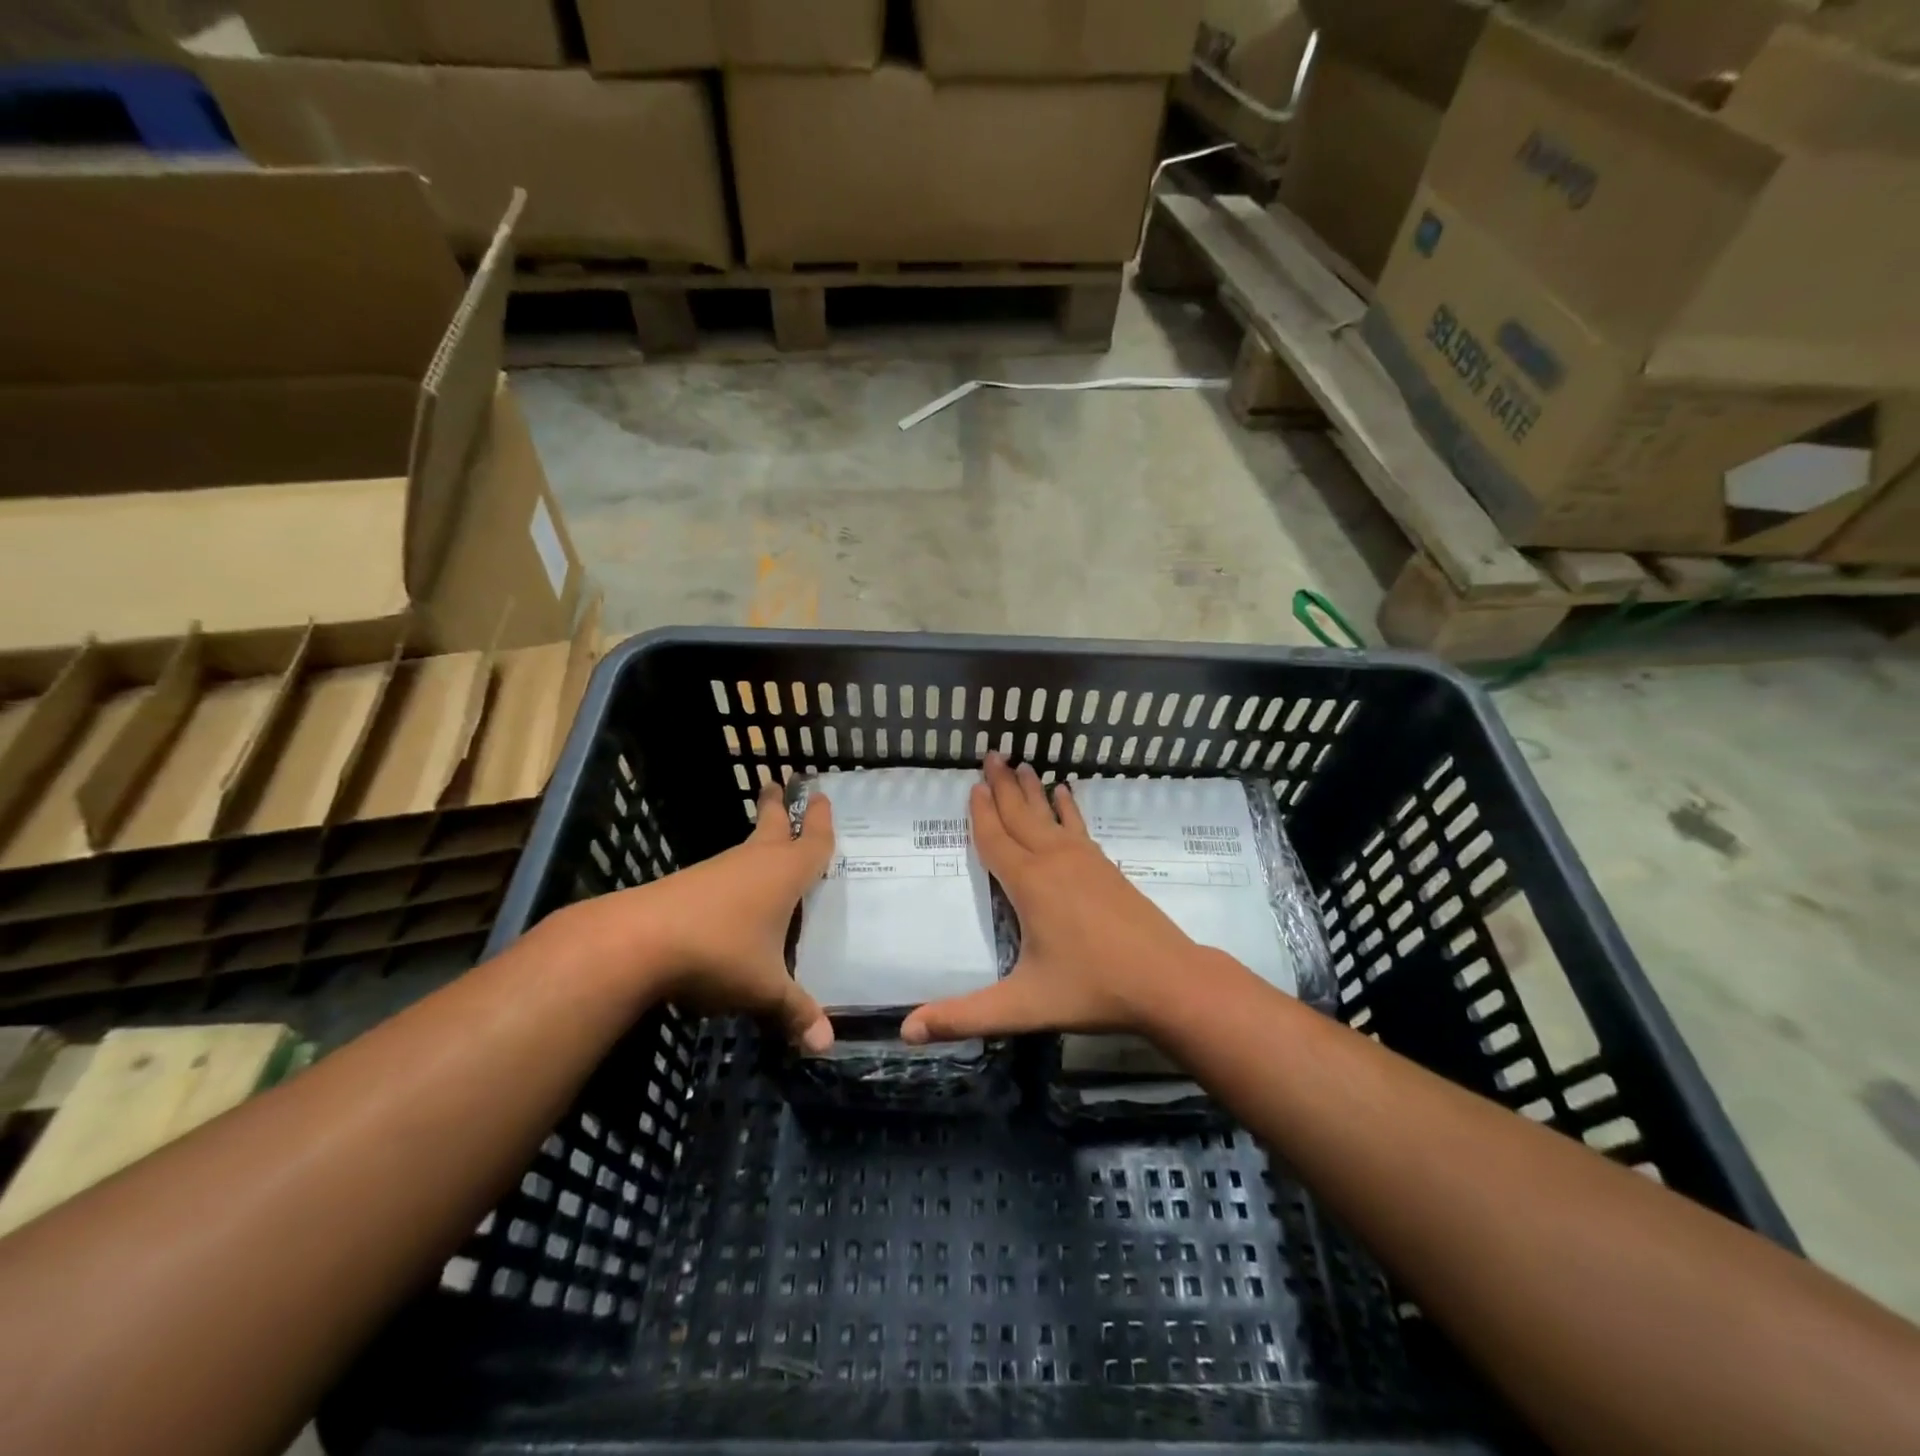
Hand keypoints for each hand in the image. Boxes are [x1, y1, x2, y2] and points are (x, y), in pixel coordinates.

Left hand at [571, 779, 835, 1050]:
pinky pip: (724, 873)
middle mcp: (753, 863)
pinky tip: (734, 896)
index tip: (822, 795)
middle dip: (779, 806)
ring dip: (758, 841)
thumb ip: (795, 1012)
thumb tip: (826, 1045)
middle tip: (780, 782)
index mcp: (782, 875)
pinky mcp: (688, 887)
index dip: (822, 822)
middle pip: (772, 826)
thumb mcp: (764, 988)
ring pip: (746, 849)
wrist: (636, 942)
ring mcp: (716, 872)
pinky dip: (736, 874)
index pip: (813, 843)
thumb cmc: (718, 953)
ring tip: (769, 844)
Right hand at [901, 754, 1206, 1043]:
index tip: (973, 785)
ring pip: (1050, 816)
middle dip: (1003, 785)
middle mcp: (1054, 861)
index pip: (995, 839)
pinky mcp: (1108, 868)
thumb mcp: (1022, 1006)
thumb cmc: (1092, 989)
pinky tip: (1067, 794)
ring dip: (1032, 790)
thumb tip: (905, 1032)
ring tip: (1022, 764)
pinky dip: (1069, 808)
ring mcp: (1085, 861)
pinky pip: (1079, 827)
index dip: (981, 813)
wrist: (1168, 981)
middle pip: (1021, 815)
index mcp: (1029, 884)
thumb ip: (964, 1017)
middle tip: (992, 753)